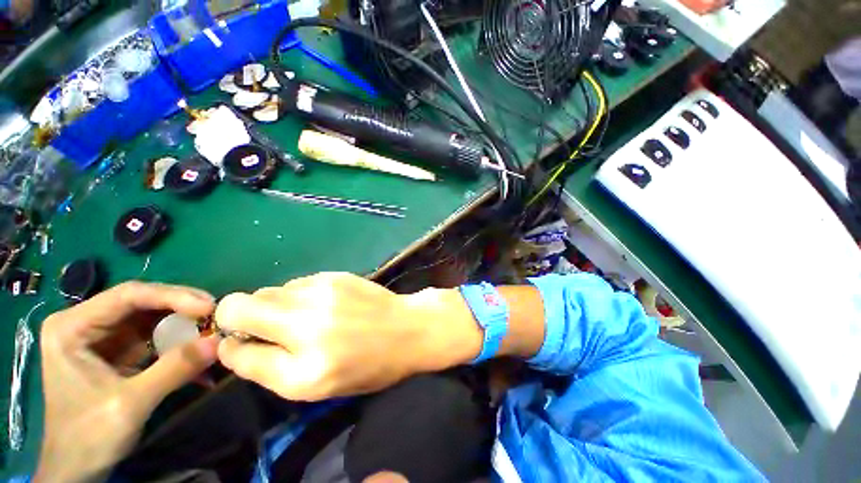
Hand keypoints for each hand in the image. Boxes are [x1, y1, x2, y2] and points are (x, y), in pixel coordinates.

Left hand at [35, 282, 218, 482]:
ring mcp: (103, 337)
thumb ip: (173, 370)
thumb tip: (219, 342)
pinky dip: (179, 340)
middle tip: (217, 314)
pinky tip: (199, 347)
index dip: (172, 296)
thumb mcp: (130, 405)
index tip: (209, 307)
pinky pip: (155, 335)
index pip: (128, 296)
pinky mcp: (119, 350)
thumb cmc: (88, 437)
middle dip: (182, 307)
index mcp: (73, 327)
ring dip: (184, 323)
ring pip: (152, 316)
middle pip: (142, 302)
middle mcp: (86, 323)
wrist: (77, 468)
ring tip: (213, 328)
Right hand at [215, 273, 482, 400]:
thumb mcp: (318, 386)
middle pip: (240, 306)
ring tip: (304, 317)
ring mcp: (323, 292)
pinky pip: (296, 283)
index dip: (232, 347)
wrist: (408, 328)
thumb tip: (234, 344)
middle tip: (271, 328)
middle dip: (242, 318)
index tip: (244, 345)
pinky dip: (298, 294)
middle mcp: (308, 324)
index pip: (236, 352)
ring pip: (268, 291)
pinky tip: (323, 303)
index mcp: (304, 369)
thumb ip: (271, 368)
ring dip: (274, 305)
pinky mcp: (335, 275)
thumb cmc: (369, 365)